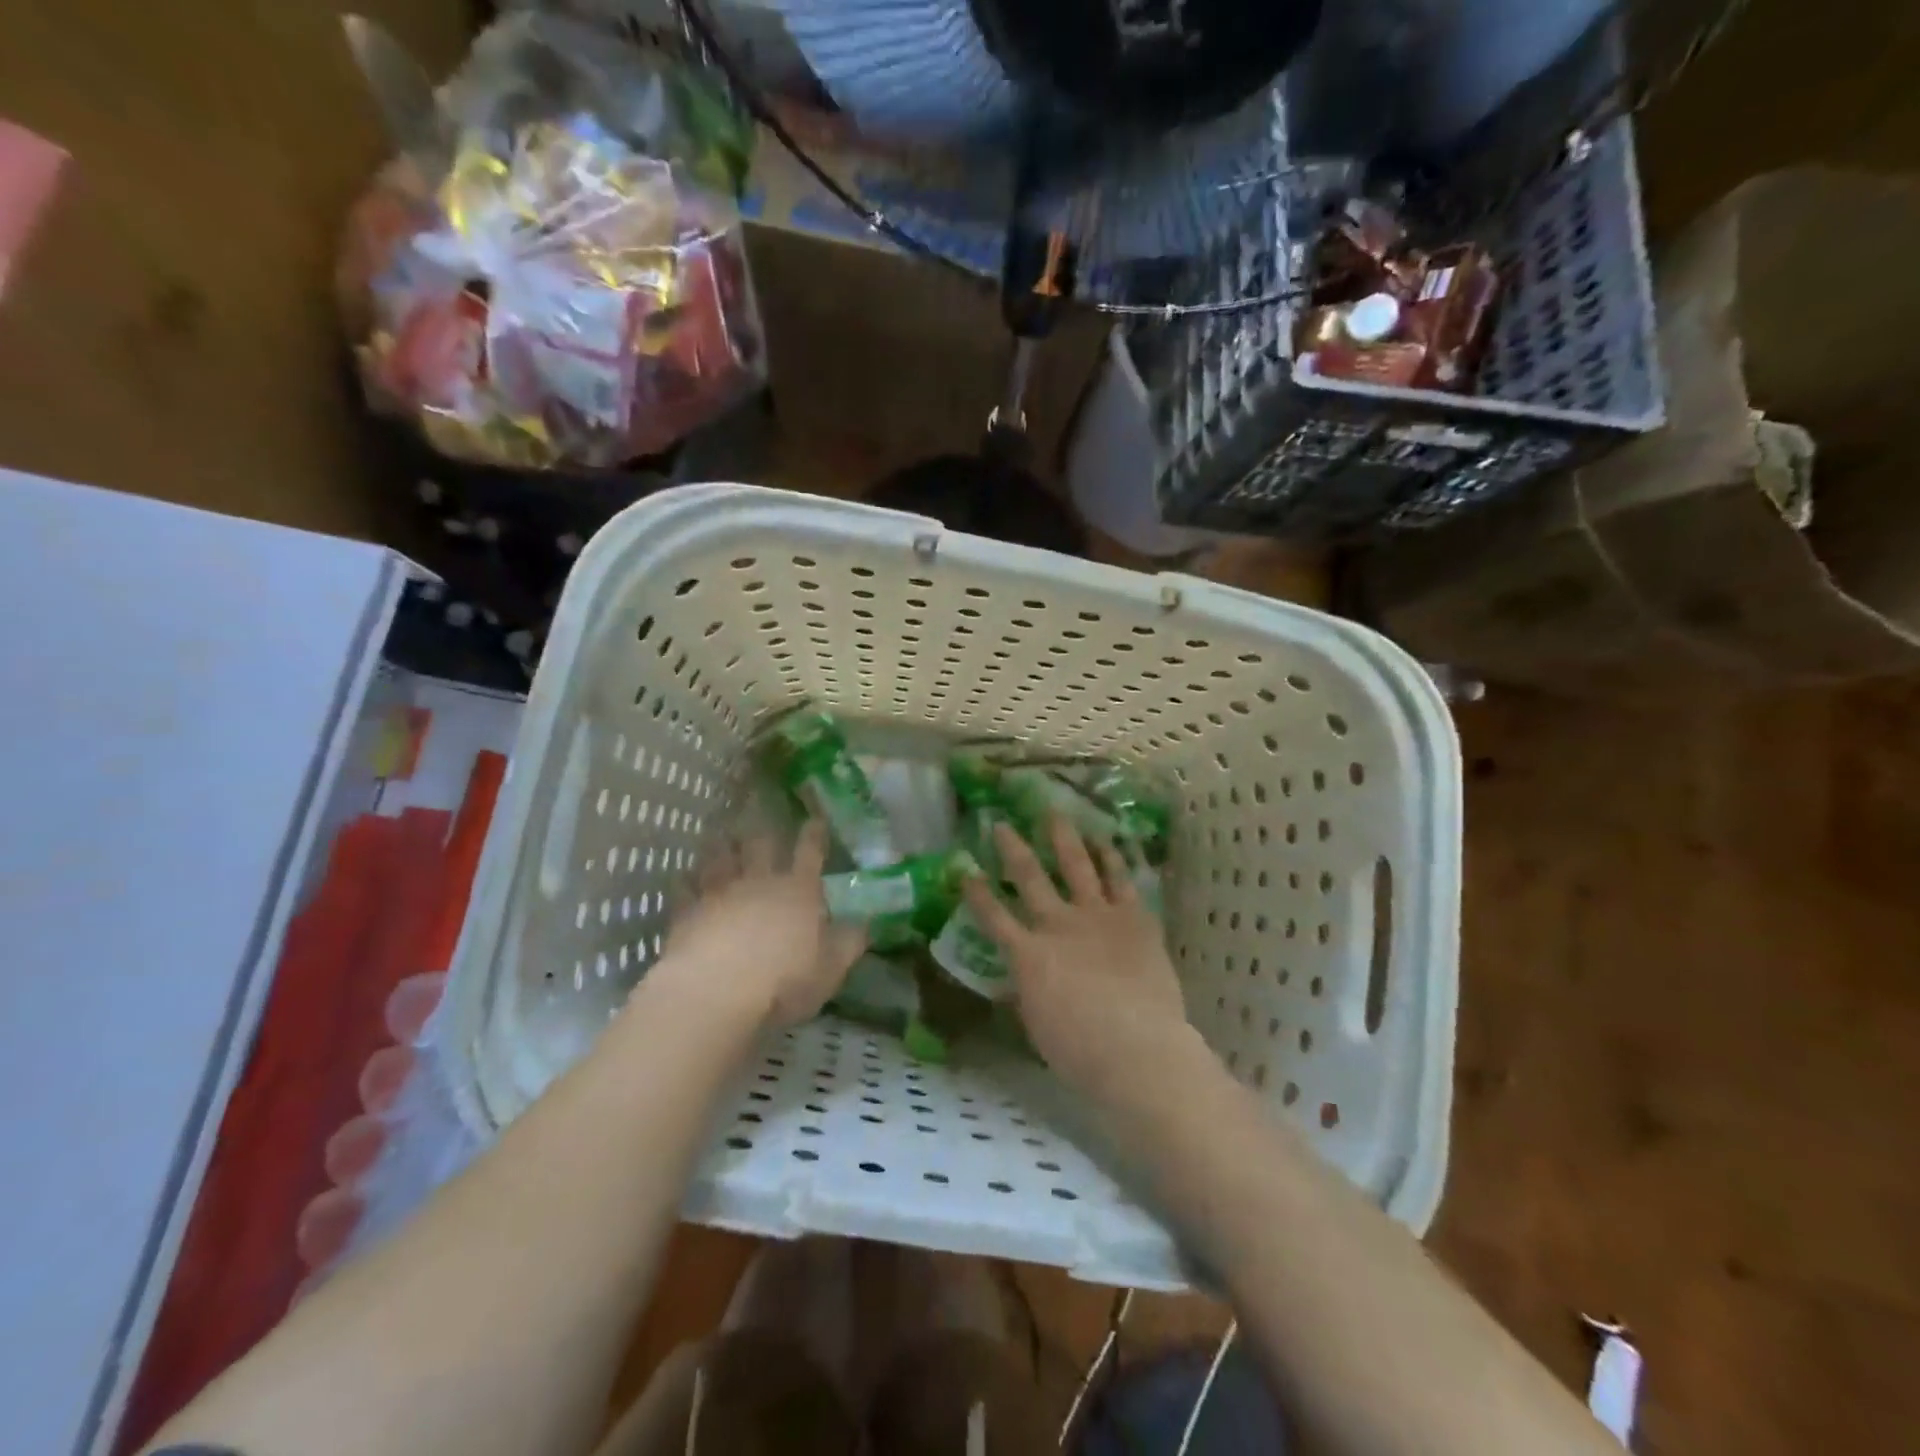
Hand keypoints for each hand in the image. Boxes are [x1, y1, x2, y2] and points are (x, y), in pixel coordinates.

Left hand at [653, 821, 865, 1031]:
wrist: (716, 990)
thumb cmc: (784, 980)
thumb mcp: (830, 968)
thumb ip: (848, 943)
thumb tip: (865, 923)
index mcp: (798, 891)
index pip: (810, 853)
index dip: (813, 834)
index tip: (814, 818)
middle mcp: (759, 882)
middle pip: (761, 845)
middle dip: (763, 827)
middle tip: (759, 806)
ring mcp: (720, 894)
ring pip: (721, 859)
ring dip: (722, 844)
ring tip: (721, 831)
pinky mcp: (687, 912)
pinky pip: (684, 889)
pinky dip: (684, 879)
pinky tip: (682, 873)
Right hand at [961, 817, 1196, 1097]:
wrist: (1138, 1049)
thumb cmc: (1080, 1051)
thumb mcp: (1037, 1024)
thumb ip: (1026, 992)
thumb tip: (1016, 979)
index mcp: (1028, 954)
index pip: (992, 916)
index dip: (976, 892)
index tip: (964, 869)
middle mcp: (1058, 924)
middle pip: (1029, 877)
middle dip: (1012, 848)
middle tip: (1001, 824)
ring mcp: (1097, 916)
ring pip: (1076, 865)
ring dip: (1063, 838)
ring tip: (1054, 813)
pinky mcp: (1134, 917)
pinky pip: (1120, 879)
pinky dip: (1112, 858)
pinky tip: (1106, 841)